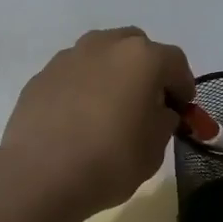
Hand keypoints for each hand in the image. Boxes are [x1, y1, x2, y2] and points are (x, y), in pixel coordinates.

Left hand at [0, 28, 195, 219]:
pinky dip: (83, 87)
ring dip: (112, 73)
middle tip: (147, 101)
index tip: (182, 109)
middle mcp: (105, 45)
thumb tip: (158, 111)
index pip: (175, 62)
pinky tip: (79, 118)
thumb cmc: (109, 161)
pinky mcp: (41, 75)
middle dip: (146, 69)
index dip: (183, 85)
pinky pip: (73, 74)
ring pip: (101, 55)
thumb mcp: (154, 149)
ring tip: (110, 107)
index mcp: (141, 58)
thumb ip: (163, 121)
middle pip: (136, 47)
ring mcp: (69, 57)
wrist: (39, 175)